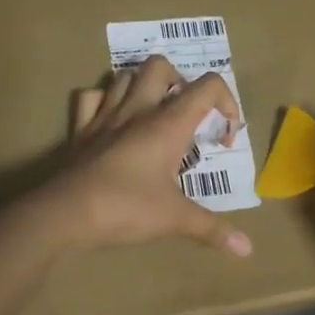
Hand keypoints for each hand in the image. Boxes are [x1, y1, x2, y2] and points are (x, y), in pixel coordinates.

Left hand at [34, 55, 253, 257]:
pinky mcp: (81, 129)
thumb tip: (248, 249)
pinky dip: (104, 100)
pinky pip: (90, 97)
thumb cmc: (126, 209)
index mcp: (167, 124)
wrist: (66, 213)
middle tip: (186, 114)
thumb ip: (212, 229)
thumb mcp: (175, 219)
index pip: (207, 86)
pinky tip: (112, 119)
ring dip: (143, 85)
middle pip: (160, 66)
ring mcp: (105, 116)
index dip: (227, 102)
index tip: (224, 137)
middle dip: (180, 81)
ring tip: (154, 111)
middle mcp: (138, 110)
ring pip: (125, 75)